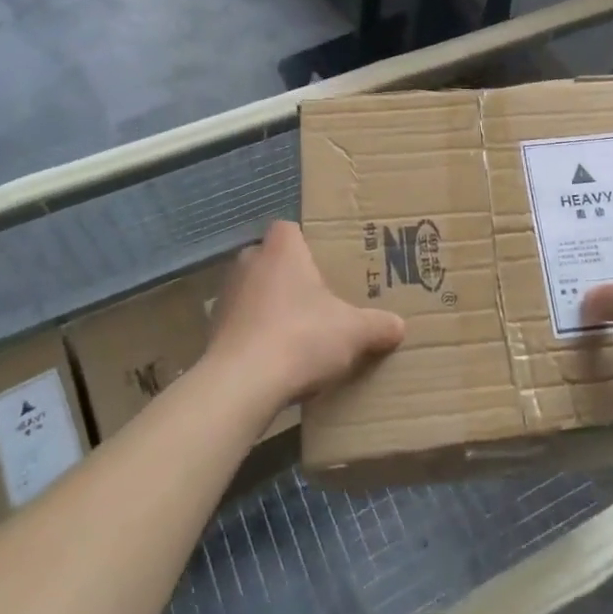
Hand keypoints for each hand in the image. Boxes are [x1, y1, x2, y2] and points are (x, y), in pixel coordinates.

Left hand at [206, 221, 405, 405]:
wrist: (241, 385)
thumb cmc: (301, 337)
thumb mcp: (354, 332)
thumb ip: (378, 325)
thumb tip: (399, 326)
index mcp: (282, 250)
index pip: (288, 228)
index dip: (305, 242)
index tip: (323, 262)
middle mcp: (248, 264)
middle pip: (270, 259)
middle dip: (291, 276)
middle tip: (318, 298)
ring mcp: (226, 298)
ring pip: (254, 292)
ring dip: (271, 307)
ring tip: (298, 332)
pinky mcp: (213, 332)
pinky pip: (241, 324)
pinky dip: (256, 336)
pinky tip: (276, 360)